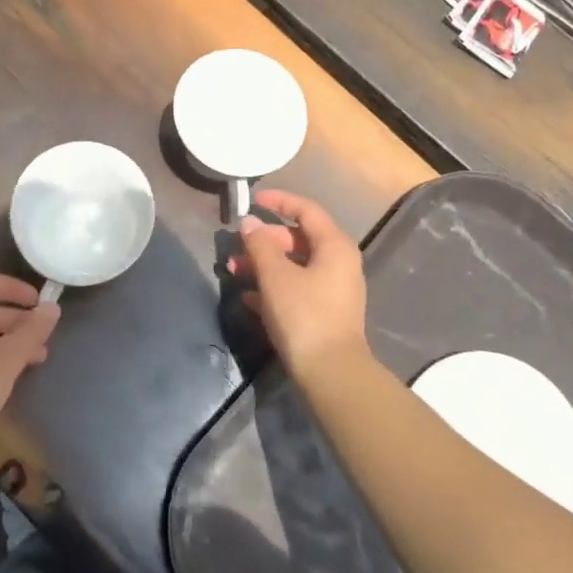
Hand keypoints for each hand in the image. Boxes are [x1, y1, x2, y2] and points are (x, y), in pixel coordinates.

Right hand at [228, 190, 370, 379]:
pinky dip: (273, 287)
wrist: (330, 373)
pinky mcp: (324, 312)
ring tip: (234, 272)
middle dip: (264, 241)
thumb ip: (260, 245)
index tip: (254, 200)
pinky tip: (247, 297)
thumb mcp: (275, 276)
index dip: (279, 201)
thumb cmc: (304, 315)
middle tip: (237, 248)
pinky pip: (296, 288)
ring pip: (294, 265)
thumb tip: (248, 223)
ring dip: (264, 265)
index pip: (306, 210)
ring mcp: (333, 289)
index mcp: (334, 246)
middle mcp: (338, 263)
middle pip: (298, 239)